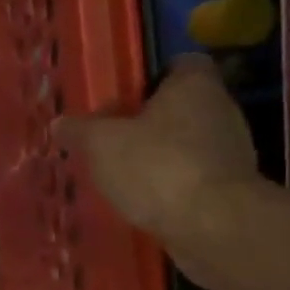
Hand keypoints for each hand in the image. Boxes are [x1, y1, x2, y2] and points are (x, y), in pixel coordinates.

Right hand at [54, 55, 260, 256]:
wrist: (214, 226)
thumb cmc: (156, 167)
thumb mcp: (100, 144)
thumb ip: (79, 131)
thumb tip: (59, 123)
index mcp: (194, 85)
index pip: (179, 64)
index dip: (150, 77)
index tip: (122, 97)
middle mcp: (220, 110)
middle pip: (180, 106)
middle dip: (148, 121)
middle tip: (110, 137)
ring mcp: (230, 151)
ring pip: (186, 143)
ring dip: (158, 155)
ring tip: (120, 172)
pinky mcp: (230, 188)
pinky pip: (192, 176)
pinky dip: (170, 184)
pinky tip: (142, 200)